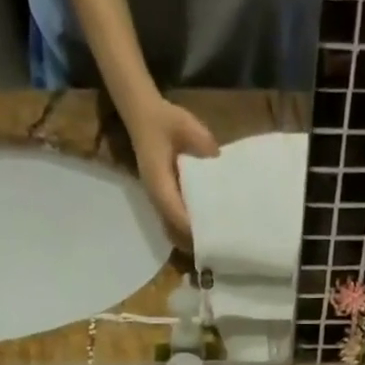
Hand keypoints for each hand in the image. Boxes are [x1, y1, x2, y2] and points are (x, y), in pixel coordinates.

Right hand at [123, 98, 219, 246]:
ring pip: (173, 232)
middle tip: (219, 247)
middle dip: (194, 242)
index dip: (193, 228)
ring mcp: (158, 201)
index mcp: (159, 181)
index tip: (214, 236)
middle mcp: (156, 197)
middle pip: (174, 231)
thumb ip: (203, 144)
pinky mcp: (163, 201)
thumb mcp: (185, 125)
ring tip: (215, 243)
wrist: (143, 117)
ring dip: (190, 240)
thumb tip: (221, 164)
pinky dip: (188, 232)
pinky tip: (206, 230)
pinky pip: (174, 224)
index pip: (175, 214)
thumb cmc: (163, 121)